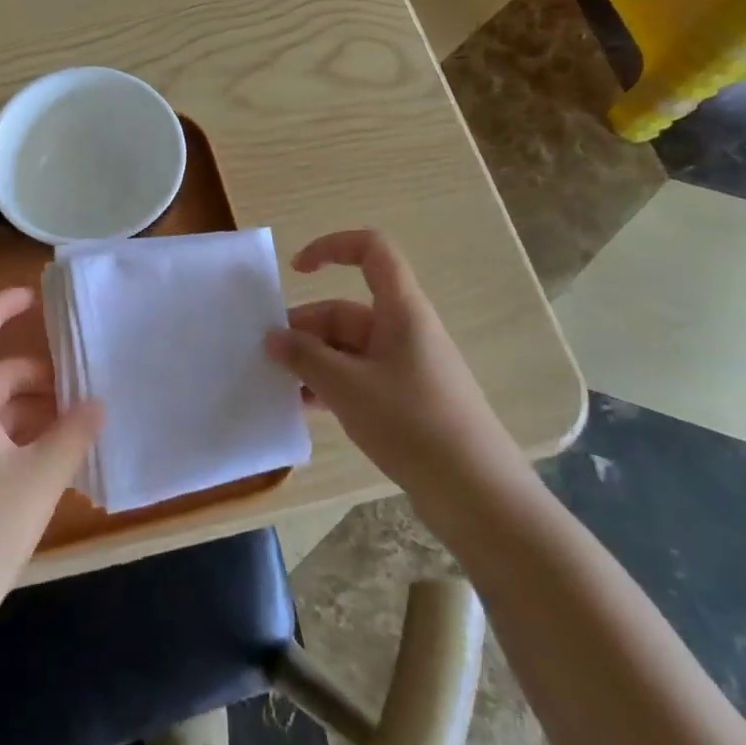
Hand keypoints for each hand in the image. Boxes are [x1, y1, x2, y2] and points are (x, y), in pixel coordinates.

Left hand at [0, 287, 102, 650]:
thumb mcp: (38, 480)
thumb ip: (73, 435)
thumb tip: (99, 404)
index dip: (0, 306)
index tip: (37, 299)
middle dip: (37, 372)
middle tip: (83, 382)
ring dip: (35, 408)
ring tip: (81, 422)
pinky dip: (25, 438)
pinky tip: (59, 460)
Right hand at [265, 229, 530, 527]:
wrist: (478, 496)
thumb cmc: (413, 424)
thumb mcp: (347, 387)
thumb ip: (304, 358)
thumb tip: (272, 337)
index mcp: (400, 310)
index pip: (370, 251)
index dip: (331, 248)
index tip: (295, 271)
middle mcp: (403, 331)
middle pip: (345, 311)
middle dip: (304, 329)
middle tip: (267, 357)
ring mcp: (405, 367)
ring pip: (347, 349)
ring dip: (313, 362)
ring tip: (278, 386)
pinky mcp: (406, 401)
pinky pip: (358, 378)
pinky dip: (330, 386)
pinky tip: (305, 410)